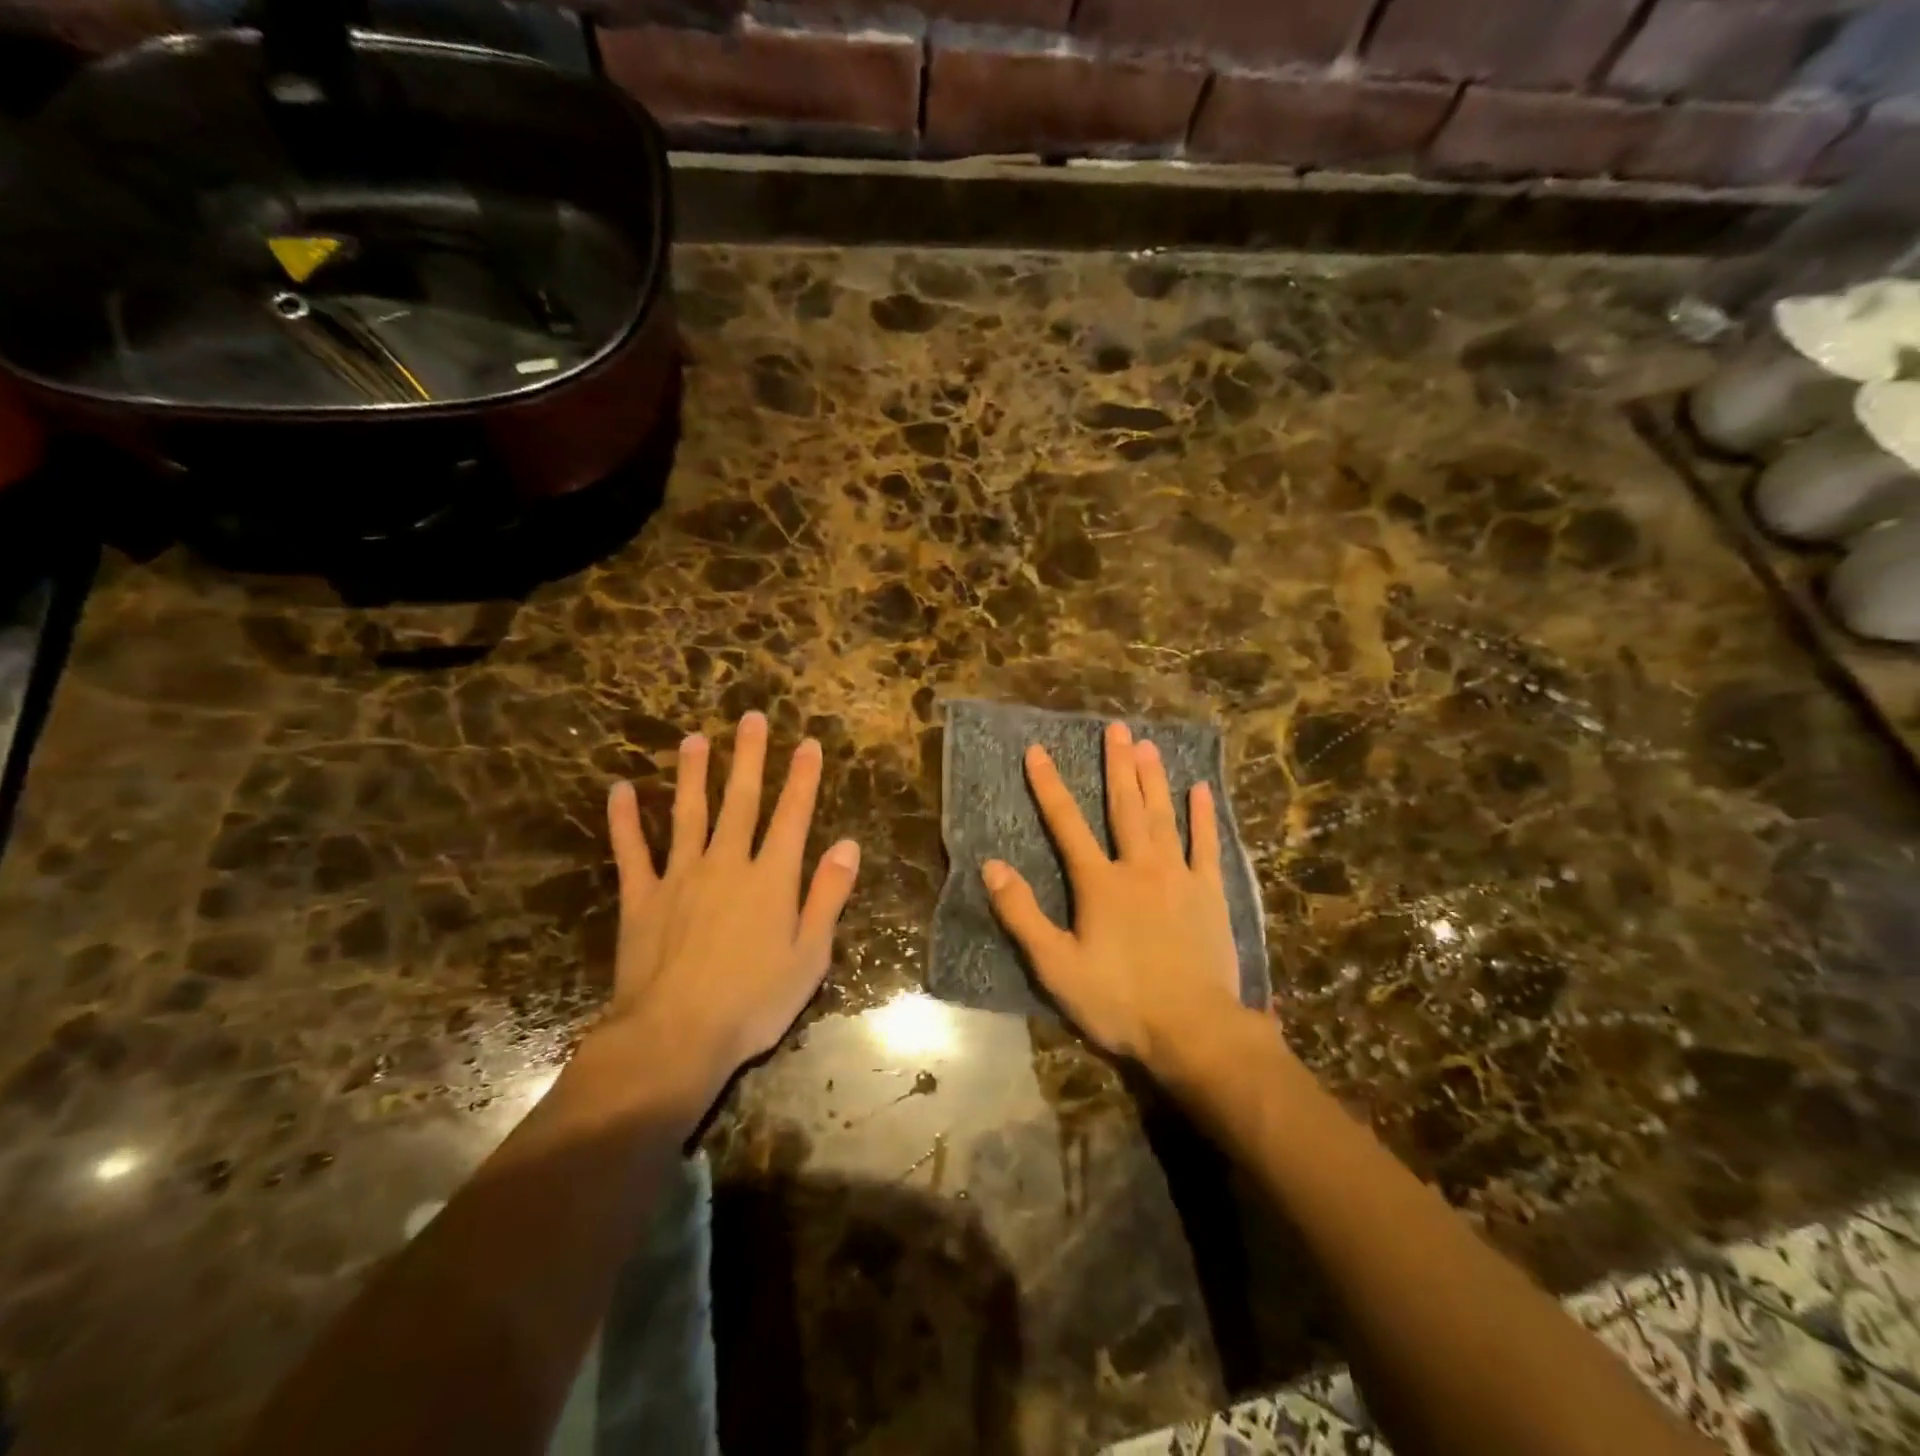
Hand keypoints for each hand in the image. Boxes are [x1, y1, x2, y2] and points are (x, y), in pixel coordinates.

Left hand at [601, 711, 860, 1094]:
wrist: (674, 1037)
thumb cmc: (754, 1002)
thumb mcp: (810, 956)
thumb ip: (828, 896)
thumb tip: (847, 845)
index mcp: (771, 879)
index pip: (792, 816)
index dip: (802, 778)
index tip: (807, 744)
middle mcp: (726, 864)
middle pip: (741, 801)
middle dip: (749, 758)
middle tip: (751, 719)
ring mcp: (679, 877)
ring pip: (688, 813)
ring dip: (693, 774)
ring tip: (693, 739)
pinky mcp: (641, 898)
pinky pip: (632, 851)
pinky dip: (625, 820)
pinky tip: (621, 790)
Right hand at [982, 721, 1243, 1068]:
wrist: (1193, 1029)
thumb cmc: (1119, 1000)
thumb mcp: (1056, 966)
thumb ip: (1022, 914)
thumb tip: (992, 867)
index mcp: (1099, 883)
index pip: (1066, 823)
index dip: (1049, 785)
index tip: (1037, 750)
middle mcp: (1139, 867)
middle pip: (1124, 806)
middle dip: (1116, 765)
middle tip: (1115, 727)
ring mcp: (1179, 877)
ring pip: (1164, 816)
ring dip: (1154, 779)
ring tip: (1148, 744)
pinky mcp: (1210, 894)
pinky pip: (1207, 846)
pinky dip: (1203, 817)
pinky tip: (1202, 790)